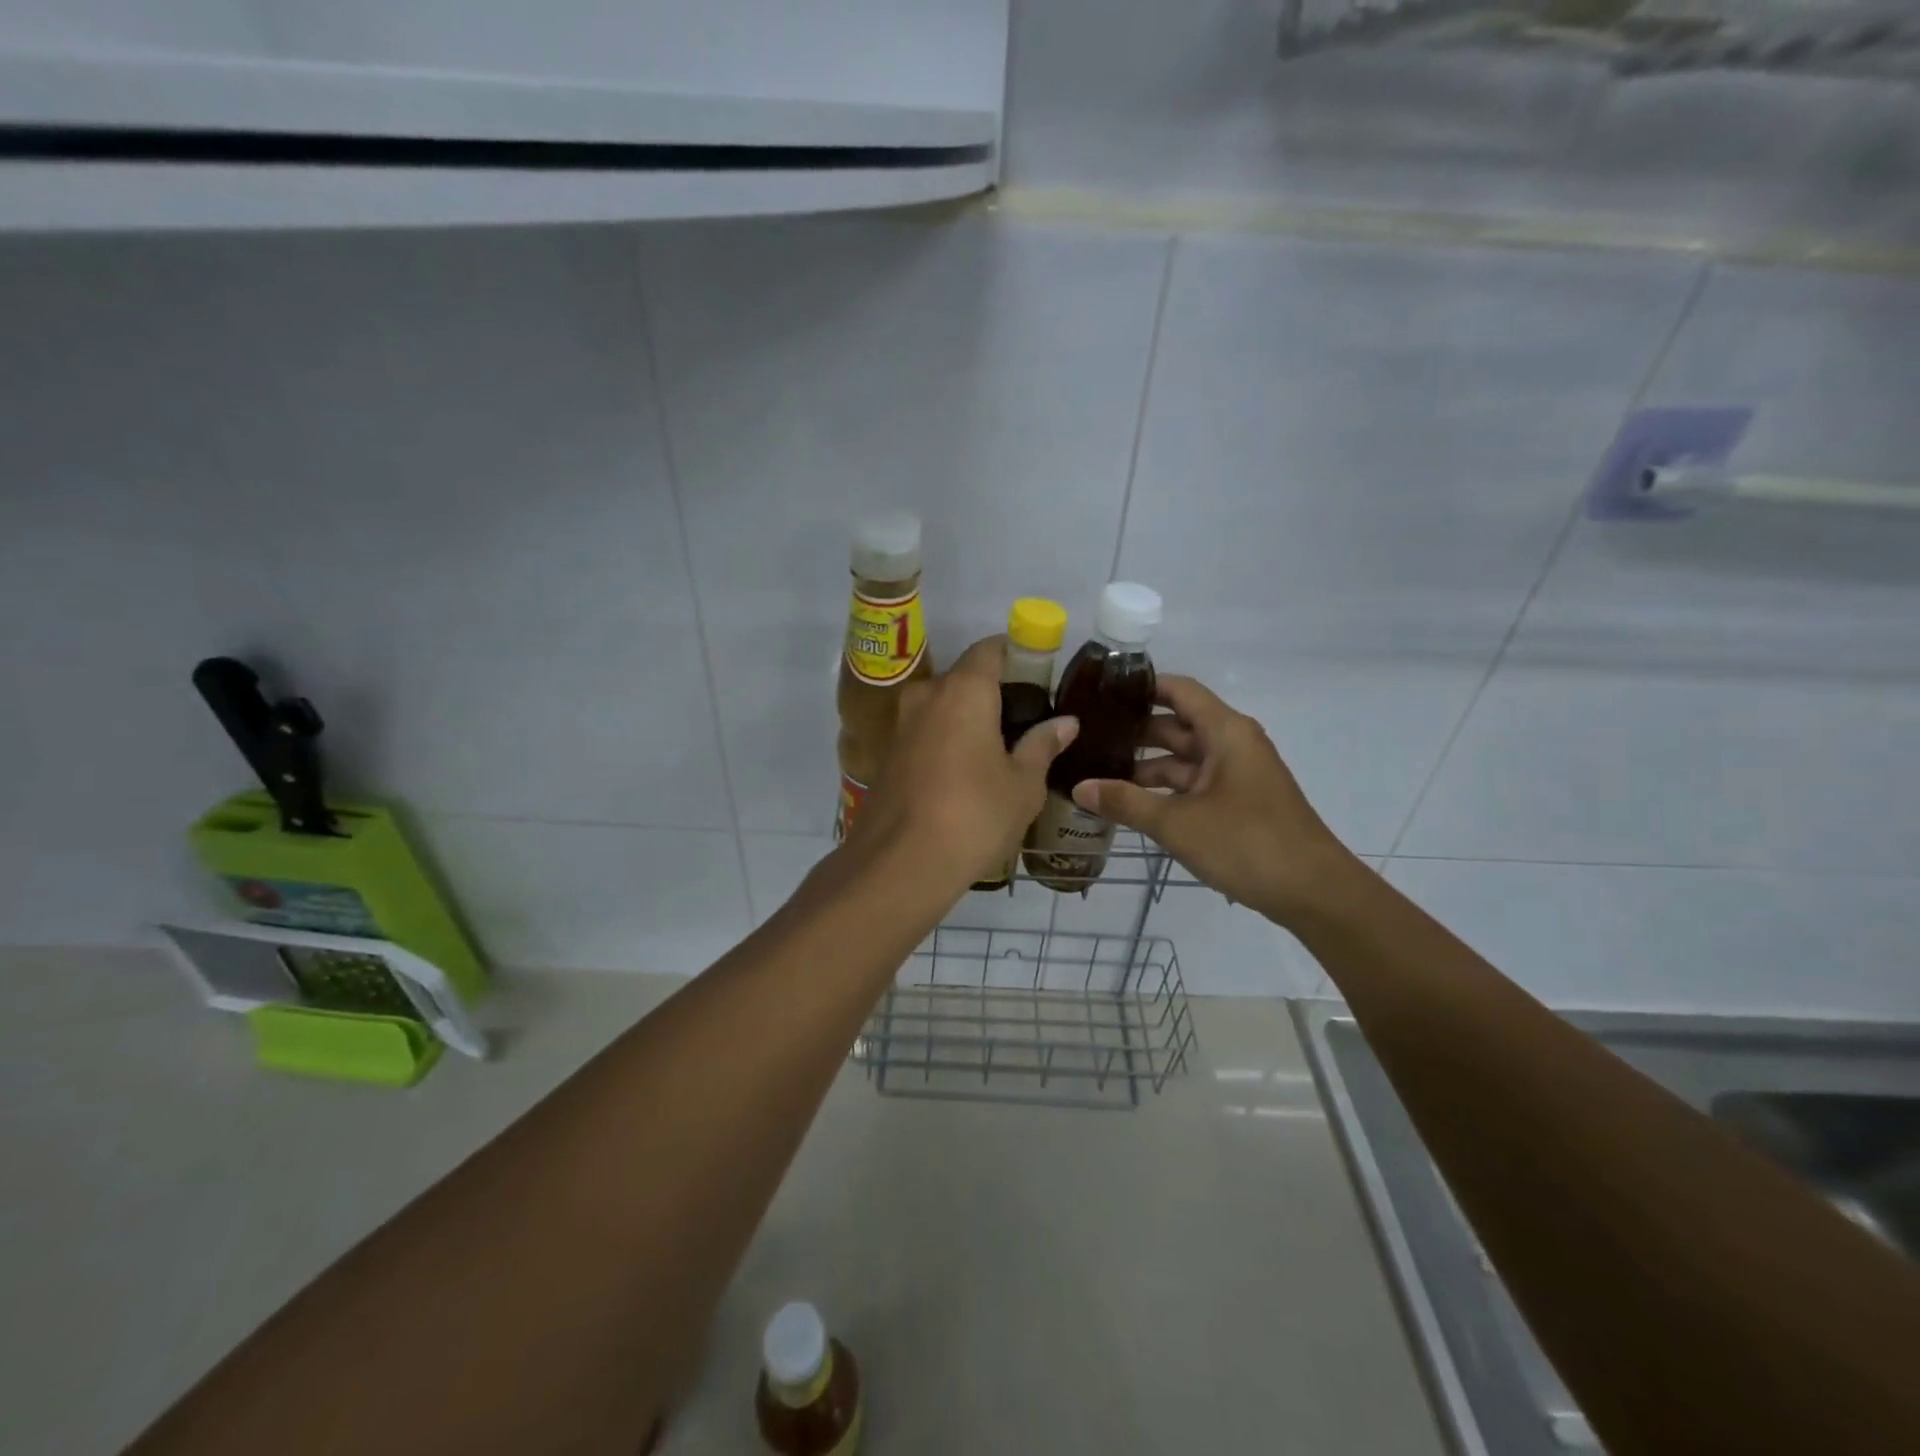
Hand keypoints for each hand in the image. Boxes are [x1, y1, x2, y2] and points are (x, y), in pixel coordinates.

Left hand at [846, 636, 1077, 893]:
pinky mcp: (888, 755)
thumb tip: (1066, 722)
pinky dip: (947, 740)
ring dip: (968, 719)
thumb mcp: (1023, 785)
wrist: (899, 864)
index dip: (1017, 654)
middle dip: (994, 692)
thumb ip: (1042, 746)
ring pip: (942, 707)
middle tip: (1026, 721)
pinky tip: (966, 773)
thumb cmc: (974, 816)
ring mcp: (901, 725)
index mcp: (964, 690)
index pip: (990, 649)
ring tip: (1000, 750)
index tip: (1039, 676)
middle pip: (965, 678)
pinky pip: (926, 733)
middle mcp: (927, 695)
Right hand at [1070, 676, 1362, 928]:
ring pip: (1183, 760)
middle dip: (1134, 733)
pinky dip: (1164, 791)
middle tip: (1086, 740)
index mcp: (1225, 732)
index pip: (1179, 691)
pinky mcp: (1238, 803)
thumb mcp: (1177, 823)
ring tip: (1097, 775)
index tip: (1100, 693)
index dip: (1141, 688)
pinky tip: (1130, 804)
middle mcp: (1232, 744)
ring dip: (1145, 768)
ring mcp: (1236, 775)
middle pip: (1176, 726)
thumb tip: (1079, 787)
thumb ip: (1125, 803)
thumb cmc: (1247, 843)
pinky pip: (1193, 785)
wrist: (1314, 893)